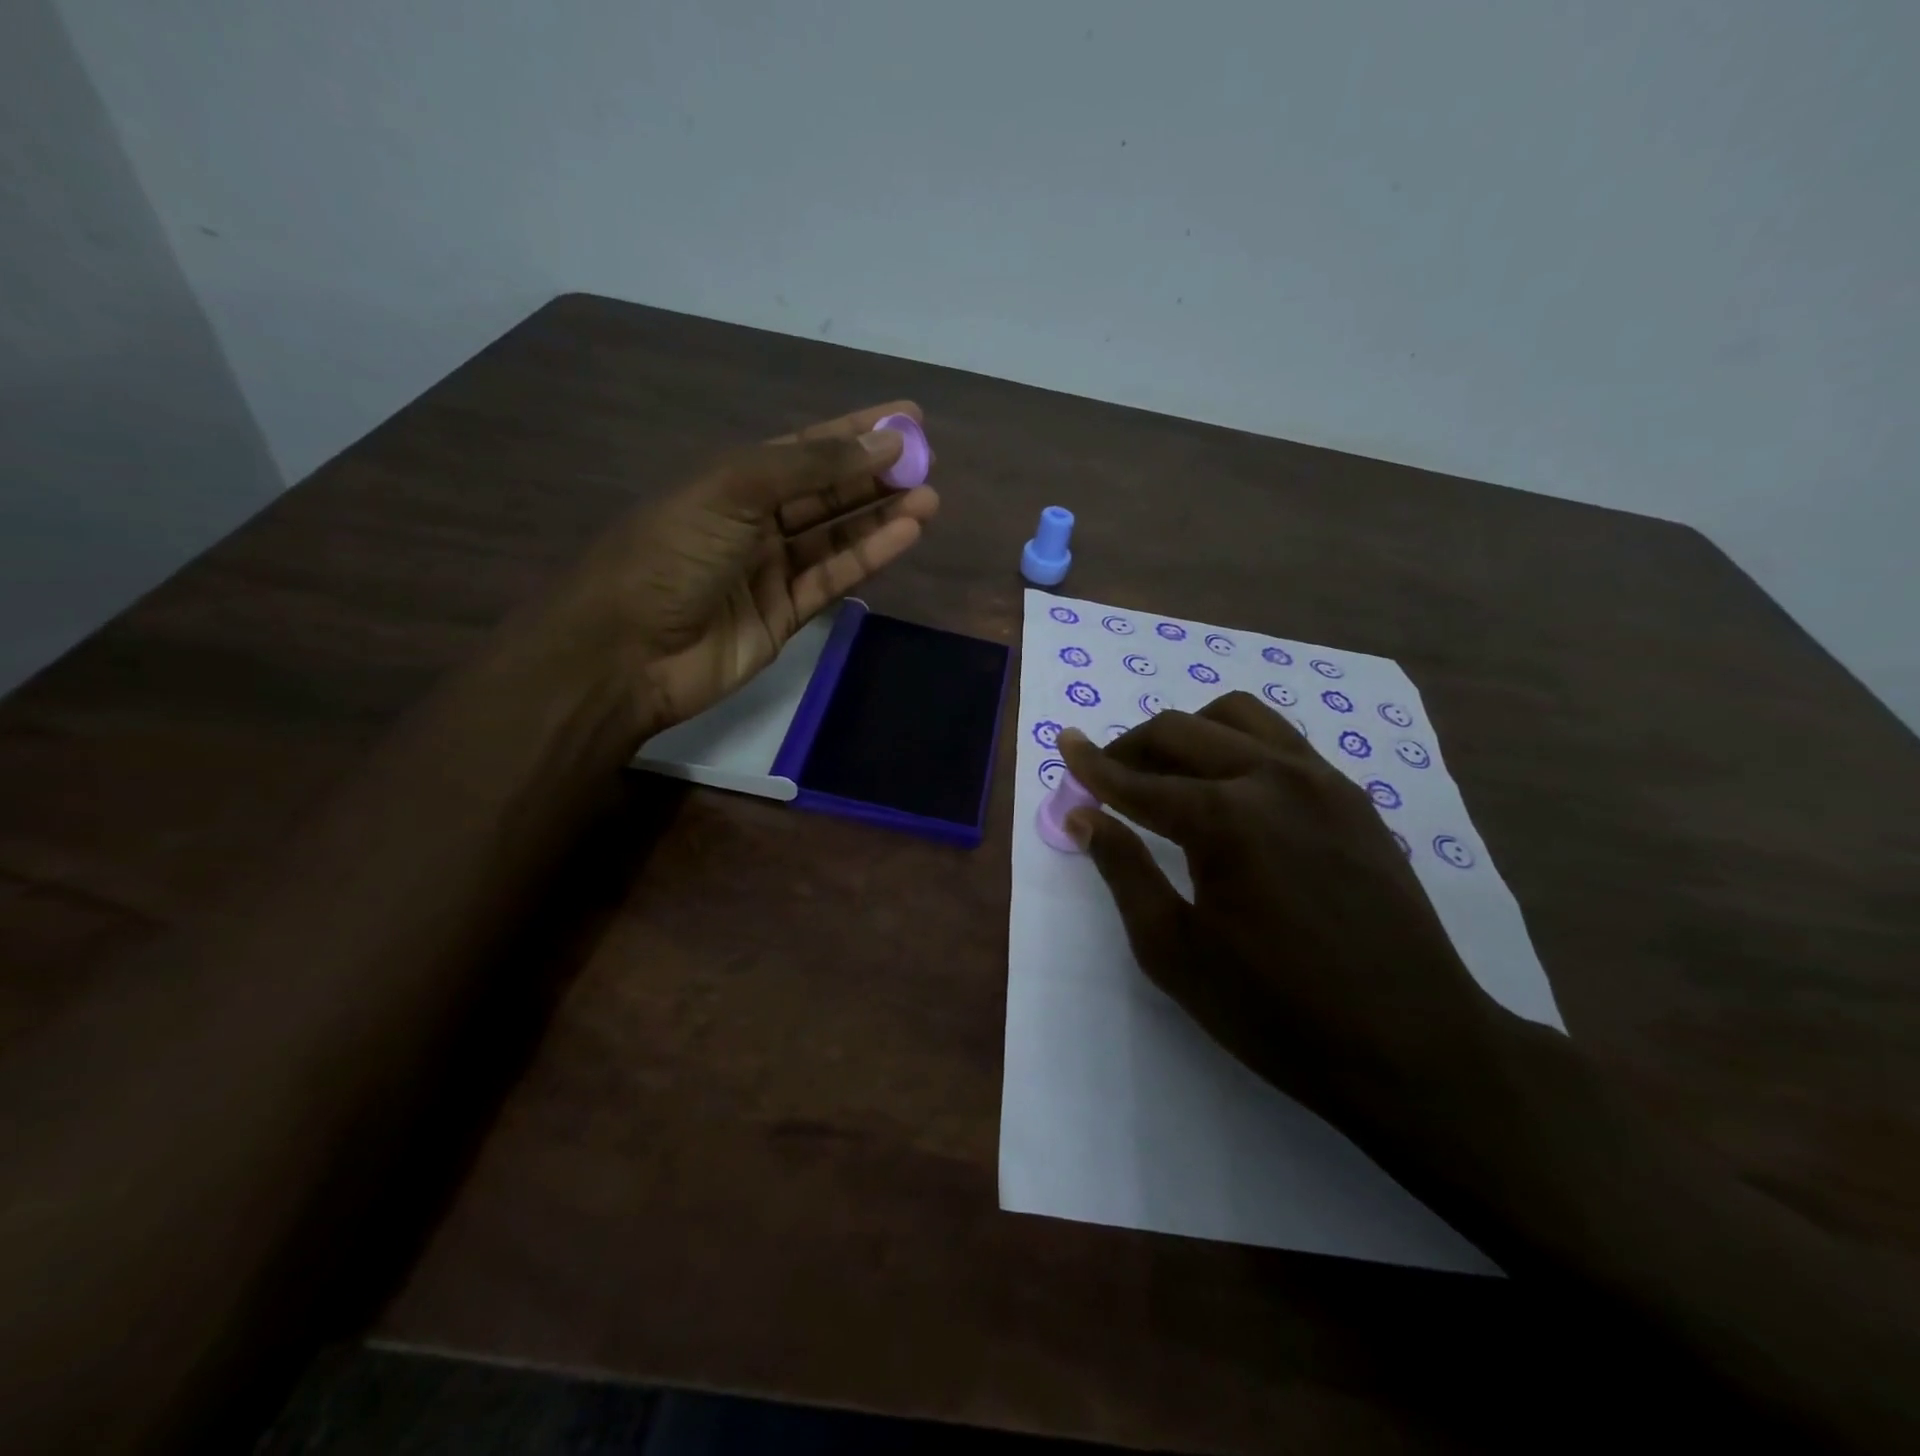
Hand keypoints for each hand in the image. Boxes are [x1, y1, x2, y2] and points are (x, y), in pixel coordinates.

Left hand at [540, 401, 938, 733]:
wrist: (629, 651)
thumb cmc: (672, 554)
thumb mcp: (735, 490)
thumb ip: (811, 466)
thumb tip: (883, 442)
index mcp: (733, 480)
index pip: (806, 447)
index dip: (856, 431)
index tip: (907, 419)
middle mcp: (755, 520)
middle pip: (827, 491)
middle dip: (876, 475)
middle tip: (927, 461)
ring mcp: (771, 570)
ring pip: (837, 536)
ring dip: (882, 516)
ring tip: (929, 497)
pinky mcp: (786, 615)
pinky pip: (834, 578)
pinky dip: (870, 556)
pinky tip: (906, 534)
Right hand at [1058, 692, 1510, 1142]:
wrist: (1414, 1045)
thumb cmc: (1277, 1011)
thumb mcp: (1175, 951)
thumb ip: (1124, 871)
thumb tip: (1084, 816)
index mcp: (1225, 819)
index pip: (1138, 779)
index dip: (1092, 764)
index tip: (1064, 744)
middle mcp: (1273, 778)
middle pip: (1184, 730)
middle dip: (1133, 745)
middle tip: (1107, 776)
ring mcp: (1323, 781)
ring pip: (1239, 717)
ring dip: (1190, 732)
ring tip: (1169, 772)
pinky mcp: (1354, 798)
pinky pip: (1283, 742)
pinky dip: (1239, 746)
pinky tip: (1232, 790)